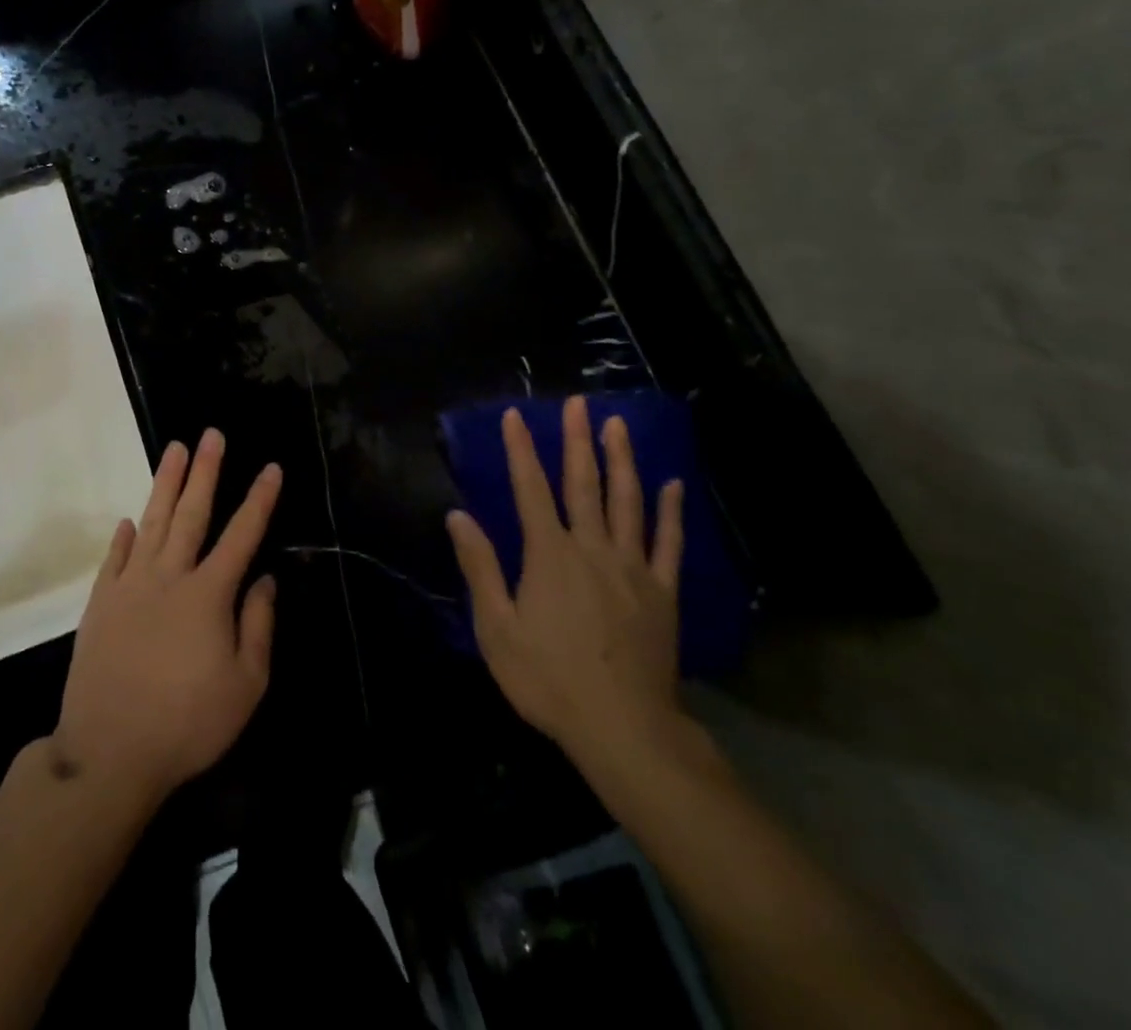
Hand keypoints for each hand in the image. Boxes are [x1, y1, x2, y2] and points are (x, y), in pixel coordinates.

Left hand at [53, 430, 279, 803]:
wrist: (109, 753)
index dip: (259, 500)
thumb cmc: (188, 723)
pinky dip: (123, 537)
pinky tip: (128, 519)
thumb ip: (257, 626)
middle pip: (192, 513)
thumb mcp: (245, 685)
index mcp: (208, 595)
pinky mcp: (100, 604)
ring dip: (166, 484)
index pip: (242, 535)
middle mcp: (169, 577)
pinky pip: (114, 559)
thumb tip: (264, 579)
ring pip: (151, 523)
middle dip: (206, 471)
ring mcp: (130, 587)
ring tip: (175, 449)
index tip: (271, 467)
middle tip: (212, 434)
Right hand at [447, 397, 685, 765]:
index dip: (521, 450)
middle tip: (577, 403)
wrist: (623, 728)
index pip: (530, 489)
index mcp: (549, 555)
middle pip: (584, 484)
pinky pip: (669, 544)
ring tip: (618, 425)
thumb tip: (457, 516)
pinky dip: (671, 513)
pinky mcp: (662, 592)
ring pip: (628, 502)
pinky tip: (673, 485)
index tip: (514, 415)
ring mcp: (633, 568)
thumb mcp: (496, 628)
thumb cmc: (548, 679)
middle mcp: (592, 548)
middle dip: (577, 440)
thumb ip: (480, 567)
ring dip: (622, 460)